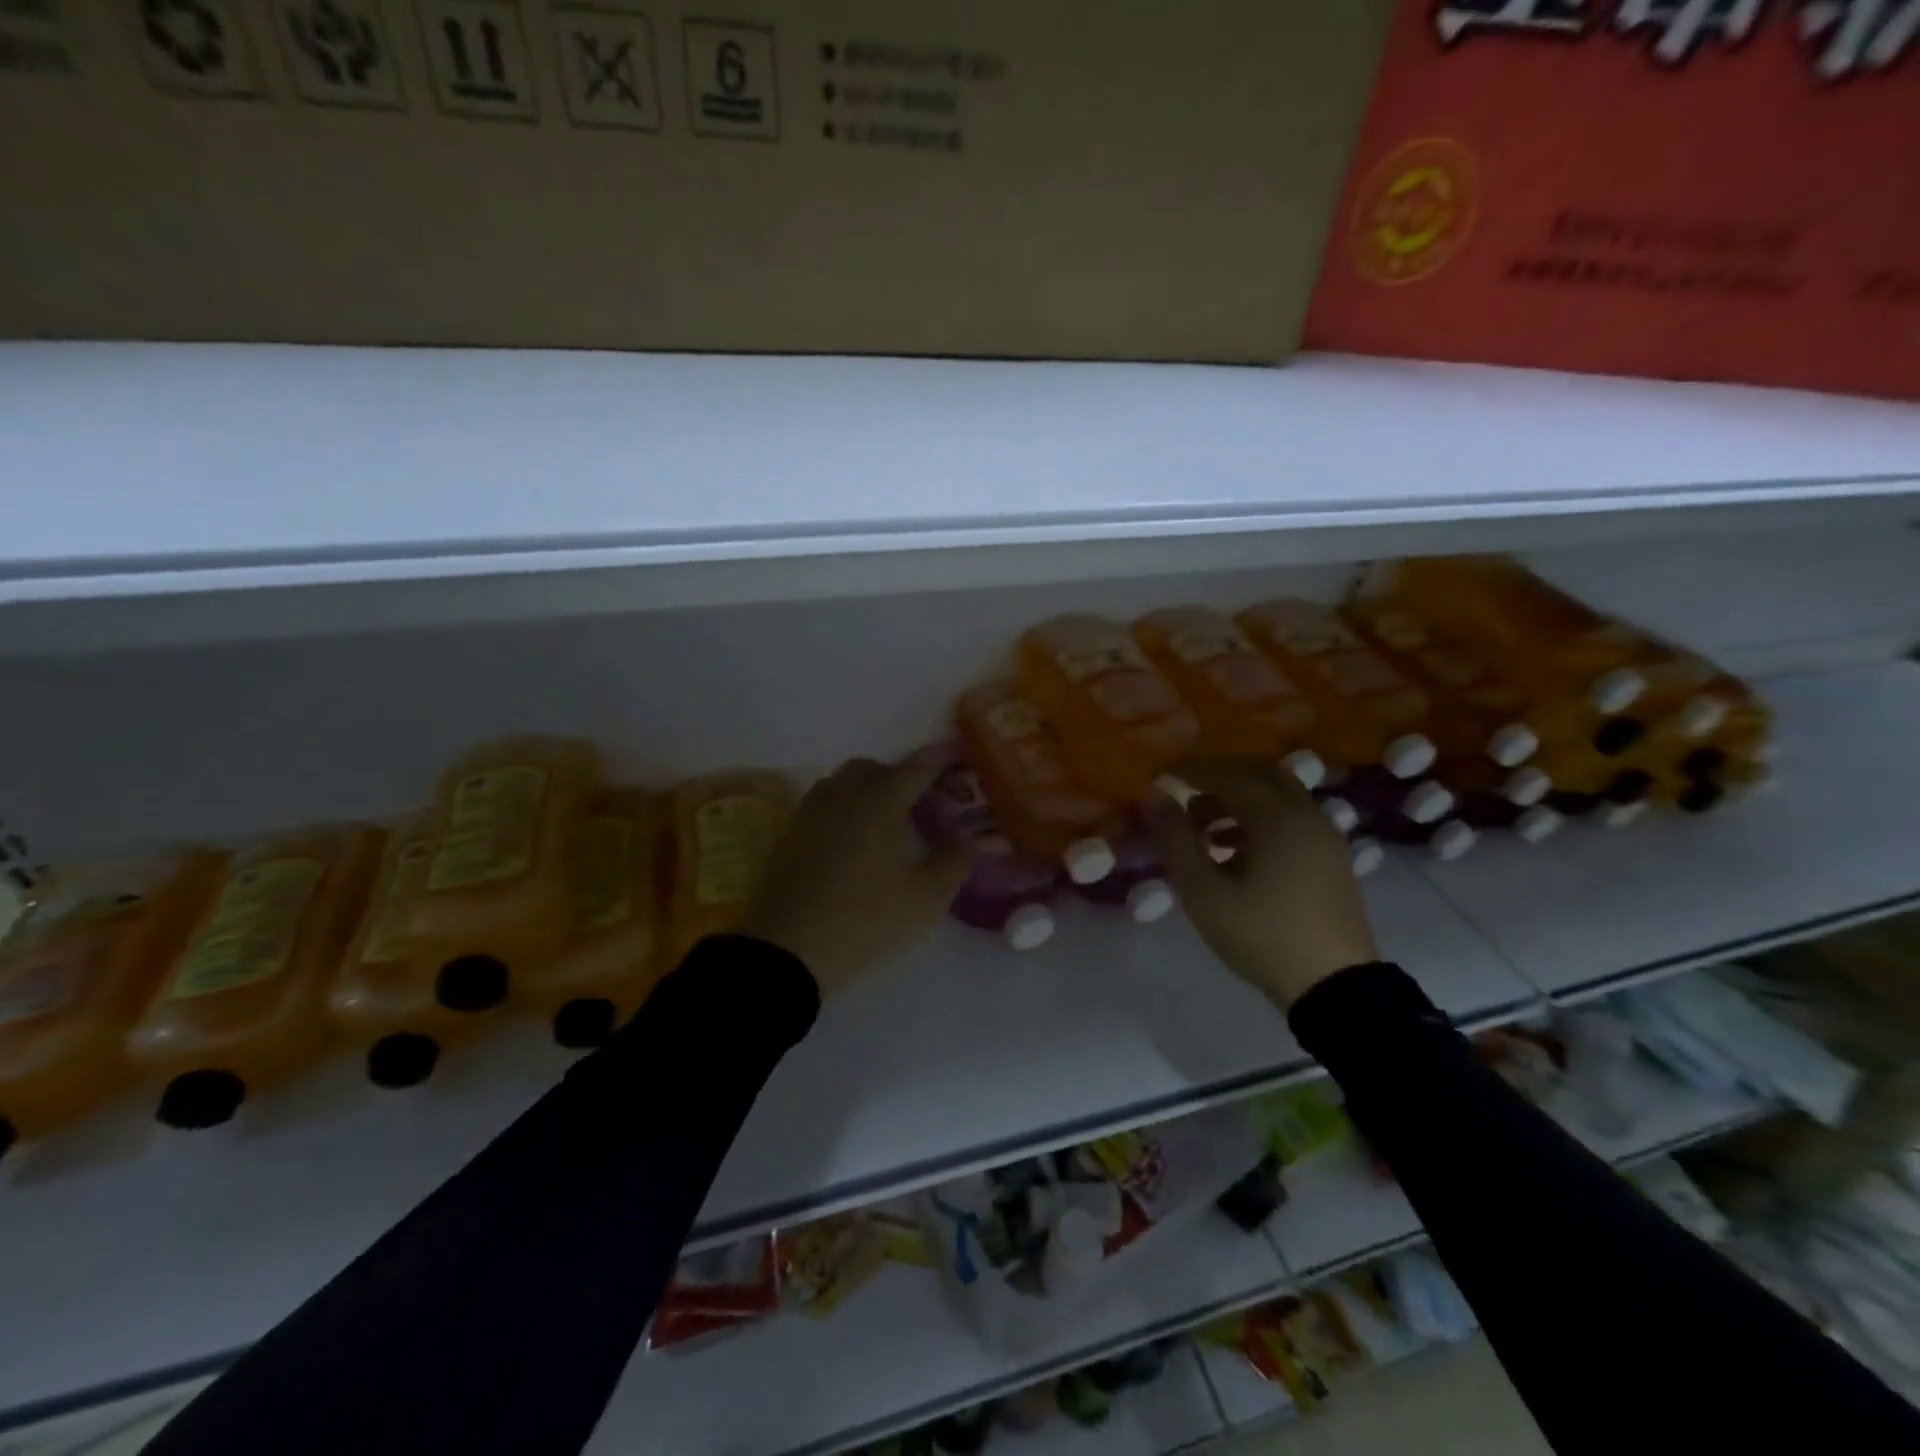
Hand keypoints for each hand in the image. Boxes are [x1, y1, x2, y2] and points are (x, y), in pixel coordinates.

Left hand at [739, 756, 972, 998]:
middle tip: (918, 801)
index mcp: (880, 804)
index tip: (954, 753)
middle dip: (897, 775)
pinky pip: (820, 805)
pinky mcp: (789, 838)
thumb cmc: (865, 921)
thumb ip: (953, 864)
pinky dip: (841, 809)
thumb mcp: (924, 901)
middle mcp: (843, 798)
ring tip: (883, 820)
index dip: (937, 758)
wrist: (786, 952)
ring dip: (864, 788)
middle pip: (871, 767)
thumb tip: (971, 841)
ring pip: (840, 782)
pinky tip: (850, 841)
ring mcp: (810, 816)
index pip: (914, 768)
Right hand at [1147, 760, 1378, 1008]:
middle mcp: (1308, 815)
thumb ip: (1176, 839)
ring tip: (1202, 826)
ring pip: (1279, 794)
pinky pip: (1292, 817)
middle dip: (1218, 776)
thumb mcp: (1204, 892)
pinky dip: (1260, 817)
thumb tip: (1156, 798)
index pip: (1228, 774)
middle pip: (1259, 773)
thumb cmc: (1262, 936)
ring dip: (1239, 797)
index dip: (1189, 770)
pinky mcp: (1331, 858)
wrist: (1334, 988)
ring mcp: (1326, 836)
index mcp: (1279, 818)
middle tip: (1184, 792)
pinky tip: (1234, 849)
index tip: (1157, 775)